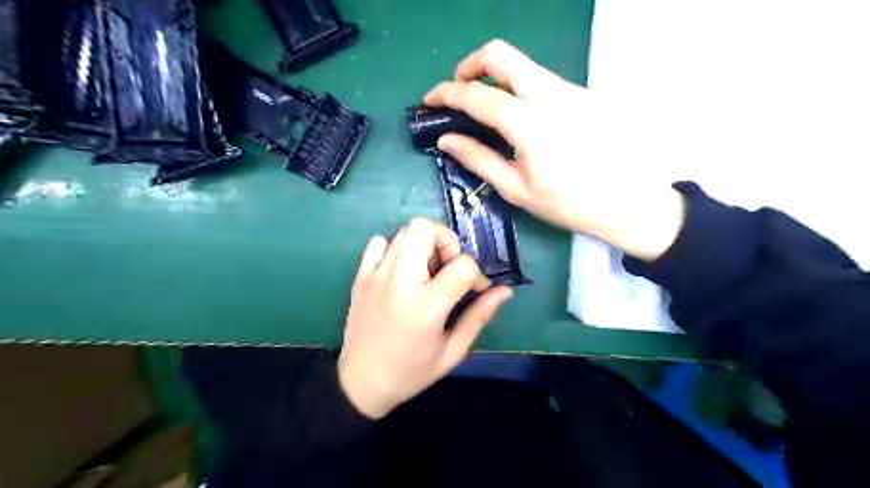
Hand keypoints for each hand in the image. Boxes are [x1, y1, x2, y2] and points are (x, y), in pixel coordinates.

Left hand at [337, 218, 510, 417]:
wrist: (360, 382)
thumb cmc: (410, 372)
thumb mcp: (452, 351)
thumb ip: (479, 317)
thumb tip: (505, 291)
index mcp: (426, 306)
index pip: (462, 265)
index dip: (477, 273)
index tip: (476, 289)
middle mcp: (400, 282)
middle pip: (425, 229)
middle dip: (447, 241)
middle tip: (449, 266)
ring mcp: (376, 275)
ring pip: (405, 231)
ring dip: (424, 244)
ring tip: (427, 271)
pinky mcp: (361, 276)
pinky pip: (379, 242)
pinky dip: (396, 248)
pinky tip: (402, 270)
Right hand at [425, 39, 681, 261]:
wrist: (628, 201)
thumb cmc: (568, 203)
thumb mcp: (516, 189)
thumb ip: (478, 159)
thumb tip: (446, 140)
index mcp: (530, 124)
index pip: (478, 95)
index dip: (447, 94)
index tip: (430, 99)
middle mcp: (550, 95)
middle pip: (501, 55)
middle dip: (471, 65)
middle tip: (459, 90)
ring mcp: (569, 90)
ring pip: (522, 66)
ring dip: (495, 78)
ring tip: (485, 109)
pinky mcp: (580, 94)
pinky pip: (540, 81)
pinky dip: (518, 89)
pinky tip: (518, 119)